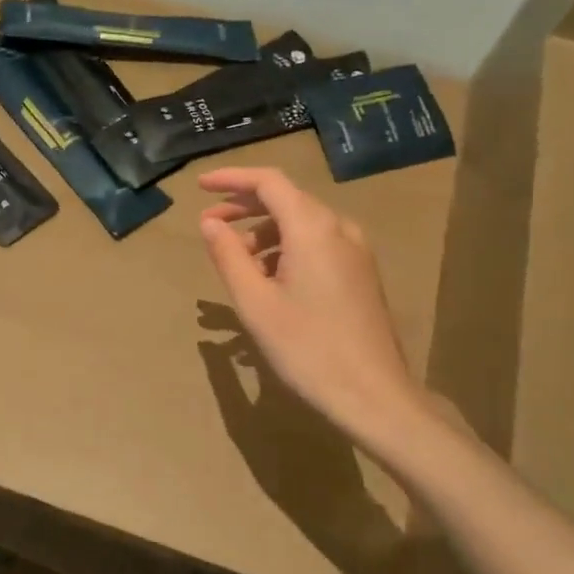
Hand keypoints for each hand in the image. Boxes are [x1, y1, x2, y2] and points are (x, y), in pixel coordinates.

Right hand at [198, 168, 423, 444]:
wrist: (373, 395)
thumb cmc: (307, 348)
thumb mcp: (255, 303)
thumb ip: (228, 255)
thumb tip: (209, 222)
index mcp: (313, 227)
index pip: (268, 181)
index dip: (231, 178)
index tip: (199, 186)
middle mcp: (339, 228)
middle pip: (286, 200)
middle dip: (244, 207)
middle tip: (209, 224)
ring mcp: (355, 250)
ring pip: (302, 224)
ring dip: (264, 233)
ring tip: (235, 261)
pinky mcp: (361, 272)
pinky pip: (317, 244)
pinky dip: (286, 249)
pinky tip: (269, 280)